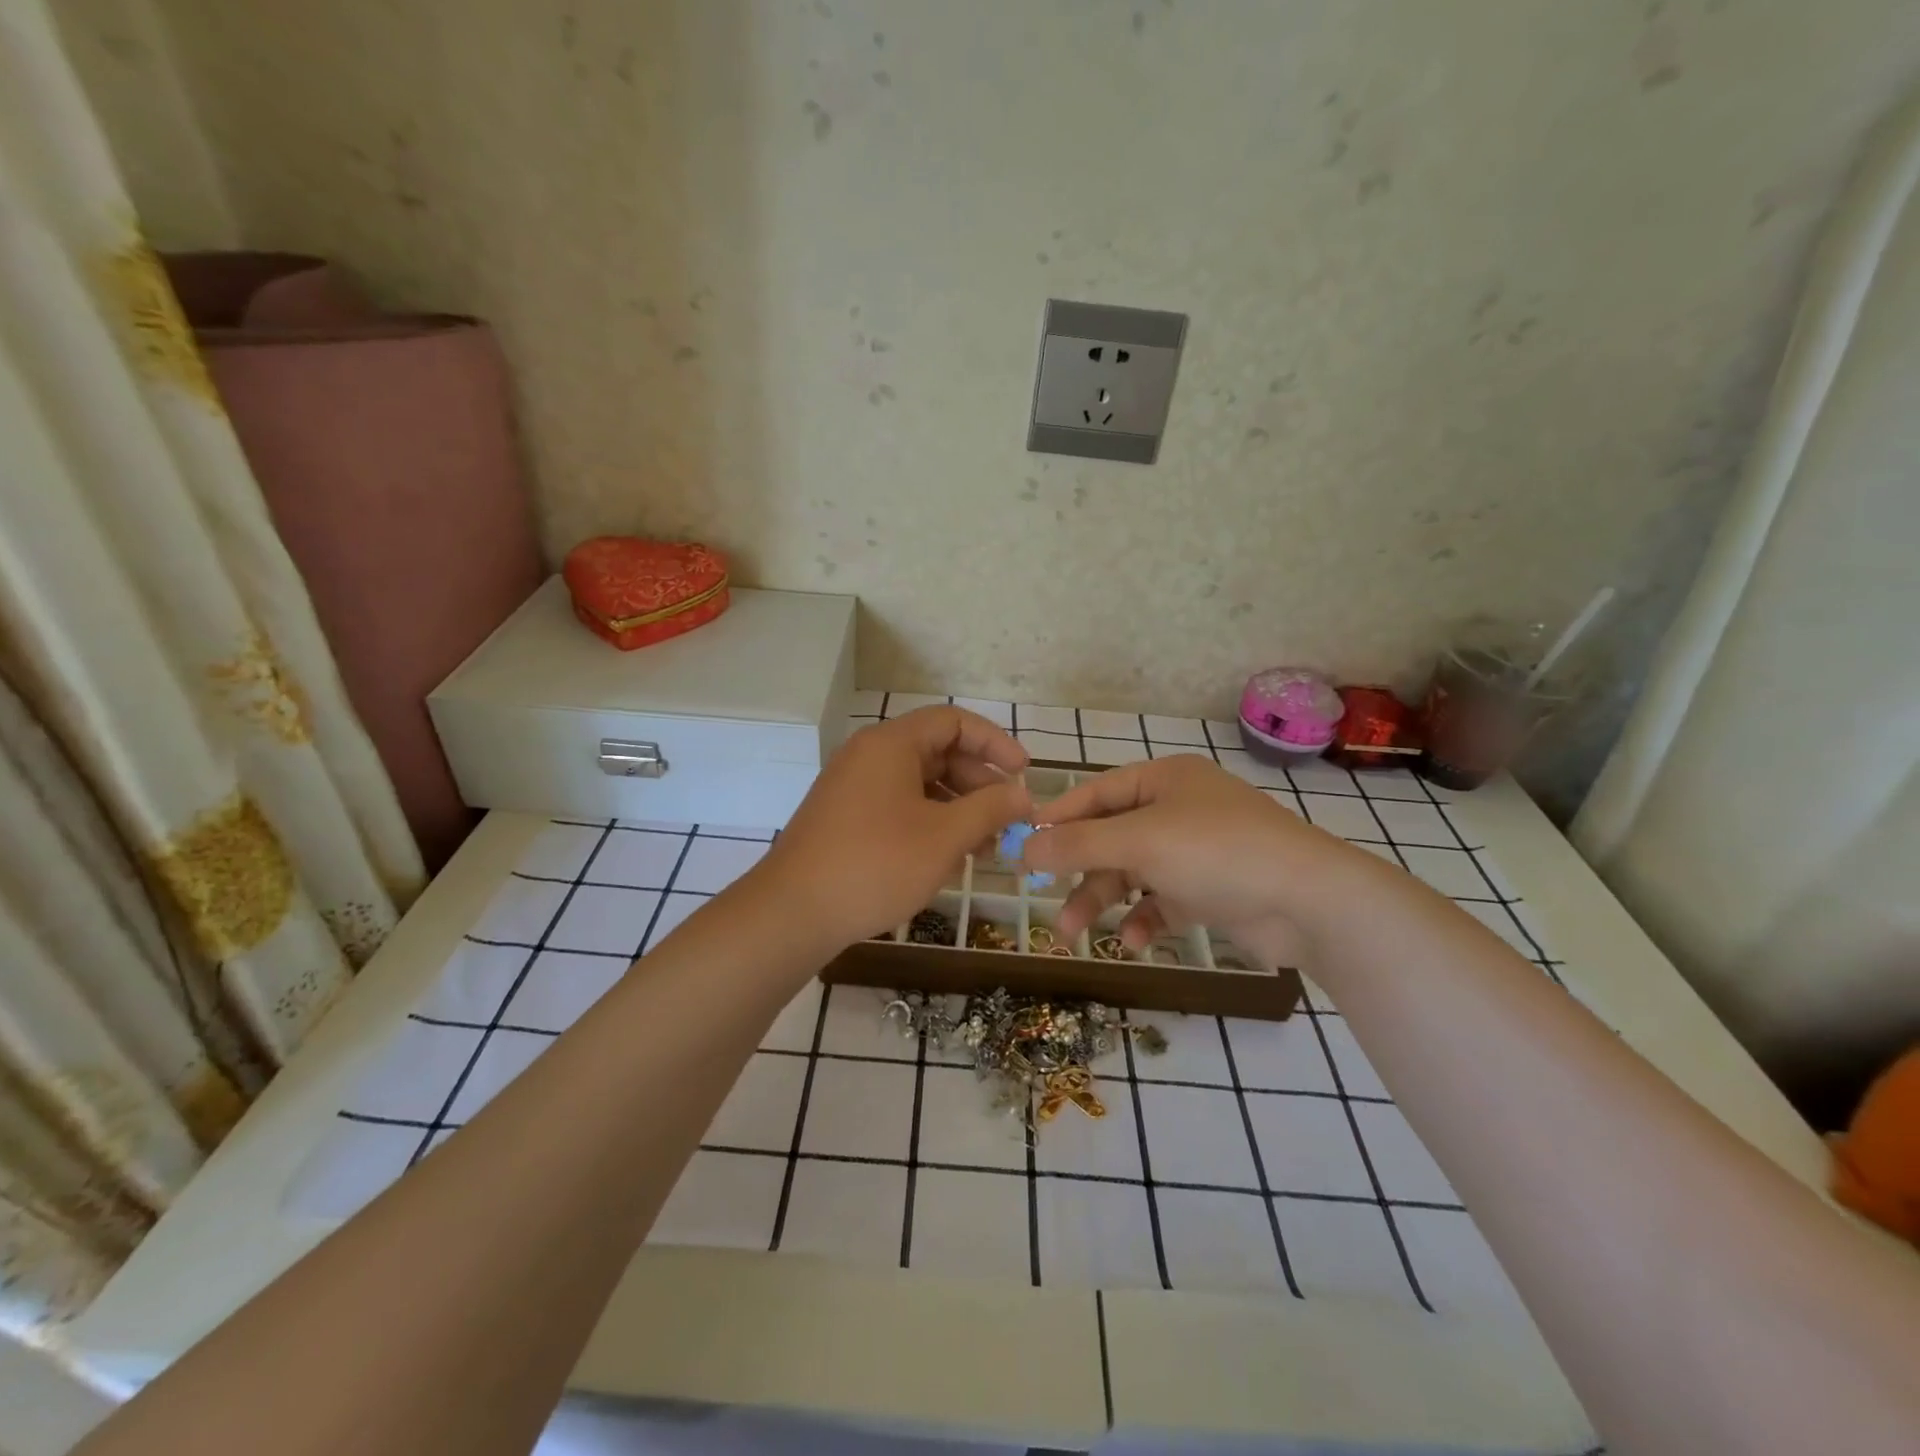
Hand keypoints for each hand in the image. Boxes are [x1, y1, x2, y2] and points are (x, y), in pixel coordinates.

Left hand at [750, 706, 1031, 953]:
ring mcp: (853, 787)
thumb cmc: (876, 864)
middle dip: (979, 782)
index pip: (953, 721)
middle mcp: (869, 755)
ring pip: (919, 783)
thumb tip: (1023, 796)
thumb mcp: (945, 836)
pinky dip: (930, 822)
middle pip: (938, 751)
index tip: (1024, 773)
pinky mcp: (845, 817)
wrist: (793, 912)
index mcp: (891, 744)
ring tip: (986, 846)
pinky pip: (899, 805)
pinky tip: (949, 856)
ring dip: (958, 808)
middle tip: (1007, 818)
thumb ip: (990, 809)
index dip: (994, 742)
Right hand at [1022, 754, 1384, 968]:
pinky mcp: (1210, 889)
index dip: (1057, 819)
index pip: (1095, 793)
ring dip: (1102, 901)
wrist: (1309, 902)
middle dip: (1077, 870)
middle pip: (1110, 837)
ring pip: (1132, 872)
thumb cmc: (1216, 852)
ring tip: (1072, 935)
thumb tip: (1023, 848)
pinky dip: (1143, 919)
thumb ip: (1078, 844)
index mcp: (1164, 779)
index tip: (1022, 848)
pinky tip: (1133, 940)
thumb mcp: (1139, 841)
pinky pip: (1161, 901)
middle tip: (1042, 899)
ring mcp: (1196, 850)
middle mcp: (1177, 809)